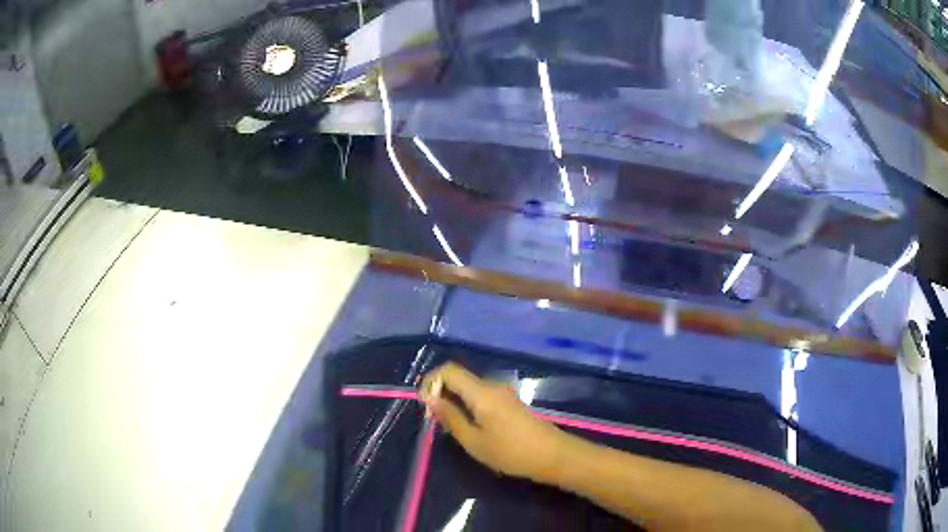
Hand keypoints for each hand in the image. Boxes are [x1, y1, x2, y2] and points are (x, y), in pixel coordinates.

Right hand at [420, 363, 570, 482]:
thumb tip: (431, 400)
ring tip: (450, 426)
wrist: (552, 455)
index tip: (424, 405)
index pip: (448, 370)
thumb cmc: (510, 452)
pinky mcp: (510, 402)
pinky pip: (481, 395)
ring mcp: (504, 393)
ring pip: (470, 387)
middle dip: (441, 393)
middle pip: (459, 377)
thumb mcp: (474, 441)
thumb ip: (451, 417)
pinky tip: (470, 426)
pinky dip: (468, 405)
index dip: (430, 382)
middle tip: (435, 420)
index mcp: (481, 392)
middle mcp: (492, 386)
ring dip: (454, 400)